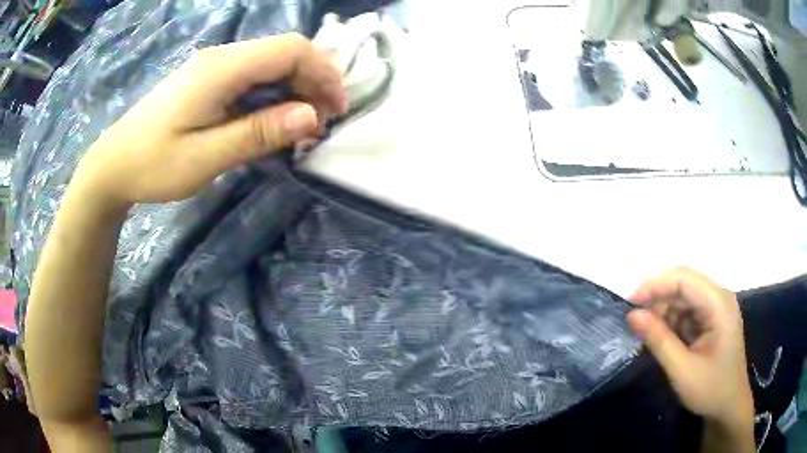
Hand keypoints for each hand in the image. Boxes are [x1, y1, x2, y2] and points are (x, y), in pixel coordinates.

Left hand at [73, 33, 347, 208]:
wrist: (113, 165)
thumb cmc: (152, 165)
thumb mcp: (205, 157)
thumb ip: (258, 133)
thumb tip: (311, 116)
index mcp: (222, 68)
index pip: (290, 49)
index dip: (323, 72)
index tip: (337, 109)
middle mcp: (221, 58)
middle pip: (284, 53)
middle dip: (313, 82)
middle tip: (322, 123)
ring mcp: (213, 67)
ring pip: (270, 64)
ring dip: (295, 89)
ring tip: (302, 125)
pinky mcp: (207, 80)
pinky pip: (252, 77)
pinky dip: (273, 95)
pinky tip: (272, 120)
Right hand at [627, 268, 753, 429]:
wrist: (729, 407)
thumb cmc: (711, 390)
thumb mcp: (682, 370)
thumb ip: (659, 341)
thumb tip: (632, 315)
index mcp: (718, 304)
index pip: (684, 279)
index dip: (655, 286)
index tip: (629, 304)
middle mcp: (719, 298)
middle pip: (684, 283)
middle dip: (657, 296)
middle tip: (633, 317)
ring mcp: (716, 308)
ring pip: (684, 296)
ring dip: (663, 310)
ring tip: (645, 331)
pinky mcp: (711, 320)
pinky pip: (687, 310)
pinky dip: (671, 321)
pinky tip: (661, 337)